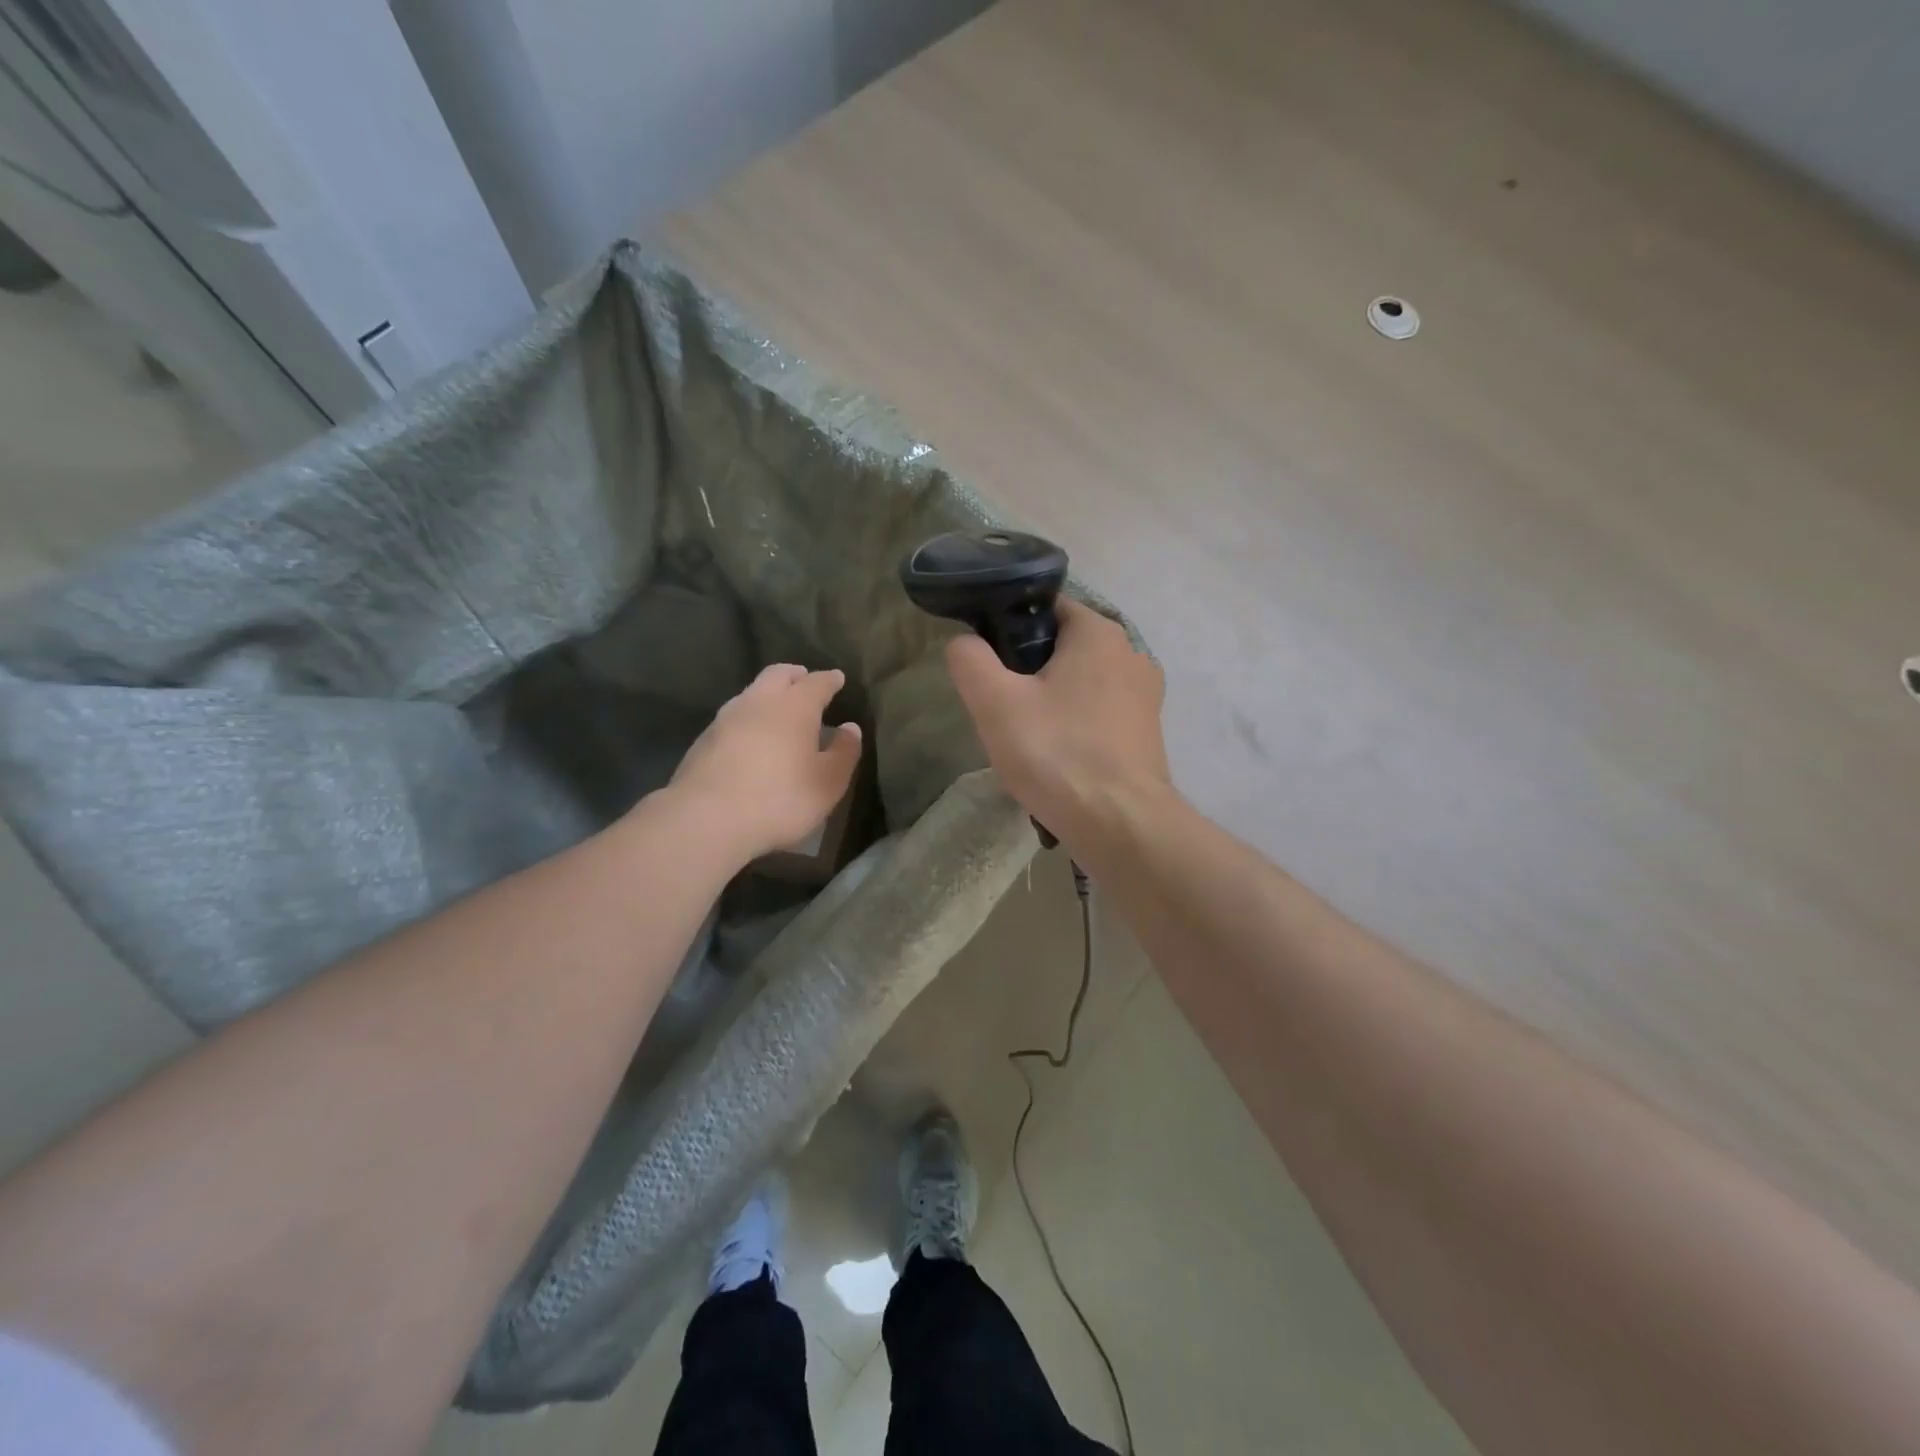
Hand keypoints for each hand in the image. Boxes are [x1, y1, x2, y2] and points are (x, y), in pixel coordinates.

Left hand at [666, 664, 862, 862]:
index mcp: (794, 706)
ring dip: (768, 695)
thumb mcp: (828, 783)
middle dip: (795, 676)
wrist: (706, 819)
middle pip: (778, 675)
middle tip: (806, 682)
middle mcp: (759, 701)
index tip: (838, 679)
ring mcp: (726, 718)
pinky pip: (734, 717)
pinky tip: (752, 738)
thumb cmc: (780, 799)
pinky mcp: (704, 739)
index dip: (830, 680)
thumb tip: (850, 728)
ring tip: (779, 711)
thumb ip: (844, 752)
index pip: (817, 682)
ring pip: (752, 693)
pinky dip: (749, 718)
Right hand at [944, 596, 1170, 844]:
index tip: (988, 660)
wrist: (1121, 825)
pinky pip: (1100, 714)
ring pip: (1082, 683)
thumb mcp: (995, 703)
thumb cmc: (1057, 754)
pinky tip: (1058, 758)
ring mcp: (1146, 695)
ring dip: (1053, 701)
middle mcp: (1131, 653)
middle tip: (1001, 706)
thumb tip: (964, 642)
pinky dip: (1077, 726)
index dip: (1008, 625)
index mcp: (1099, 632)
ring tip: (1027, 738)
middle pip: (1064, 646)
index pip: (1045, 606)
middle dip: (1029, 670)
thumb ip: (970, 661)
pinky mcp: (1148, 733)